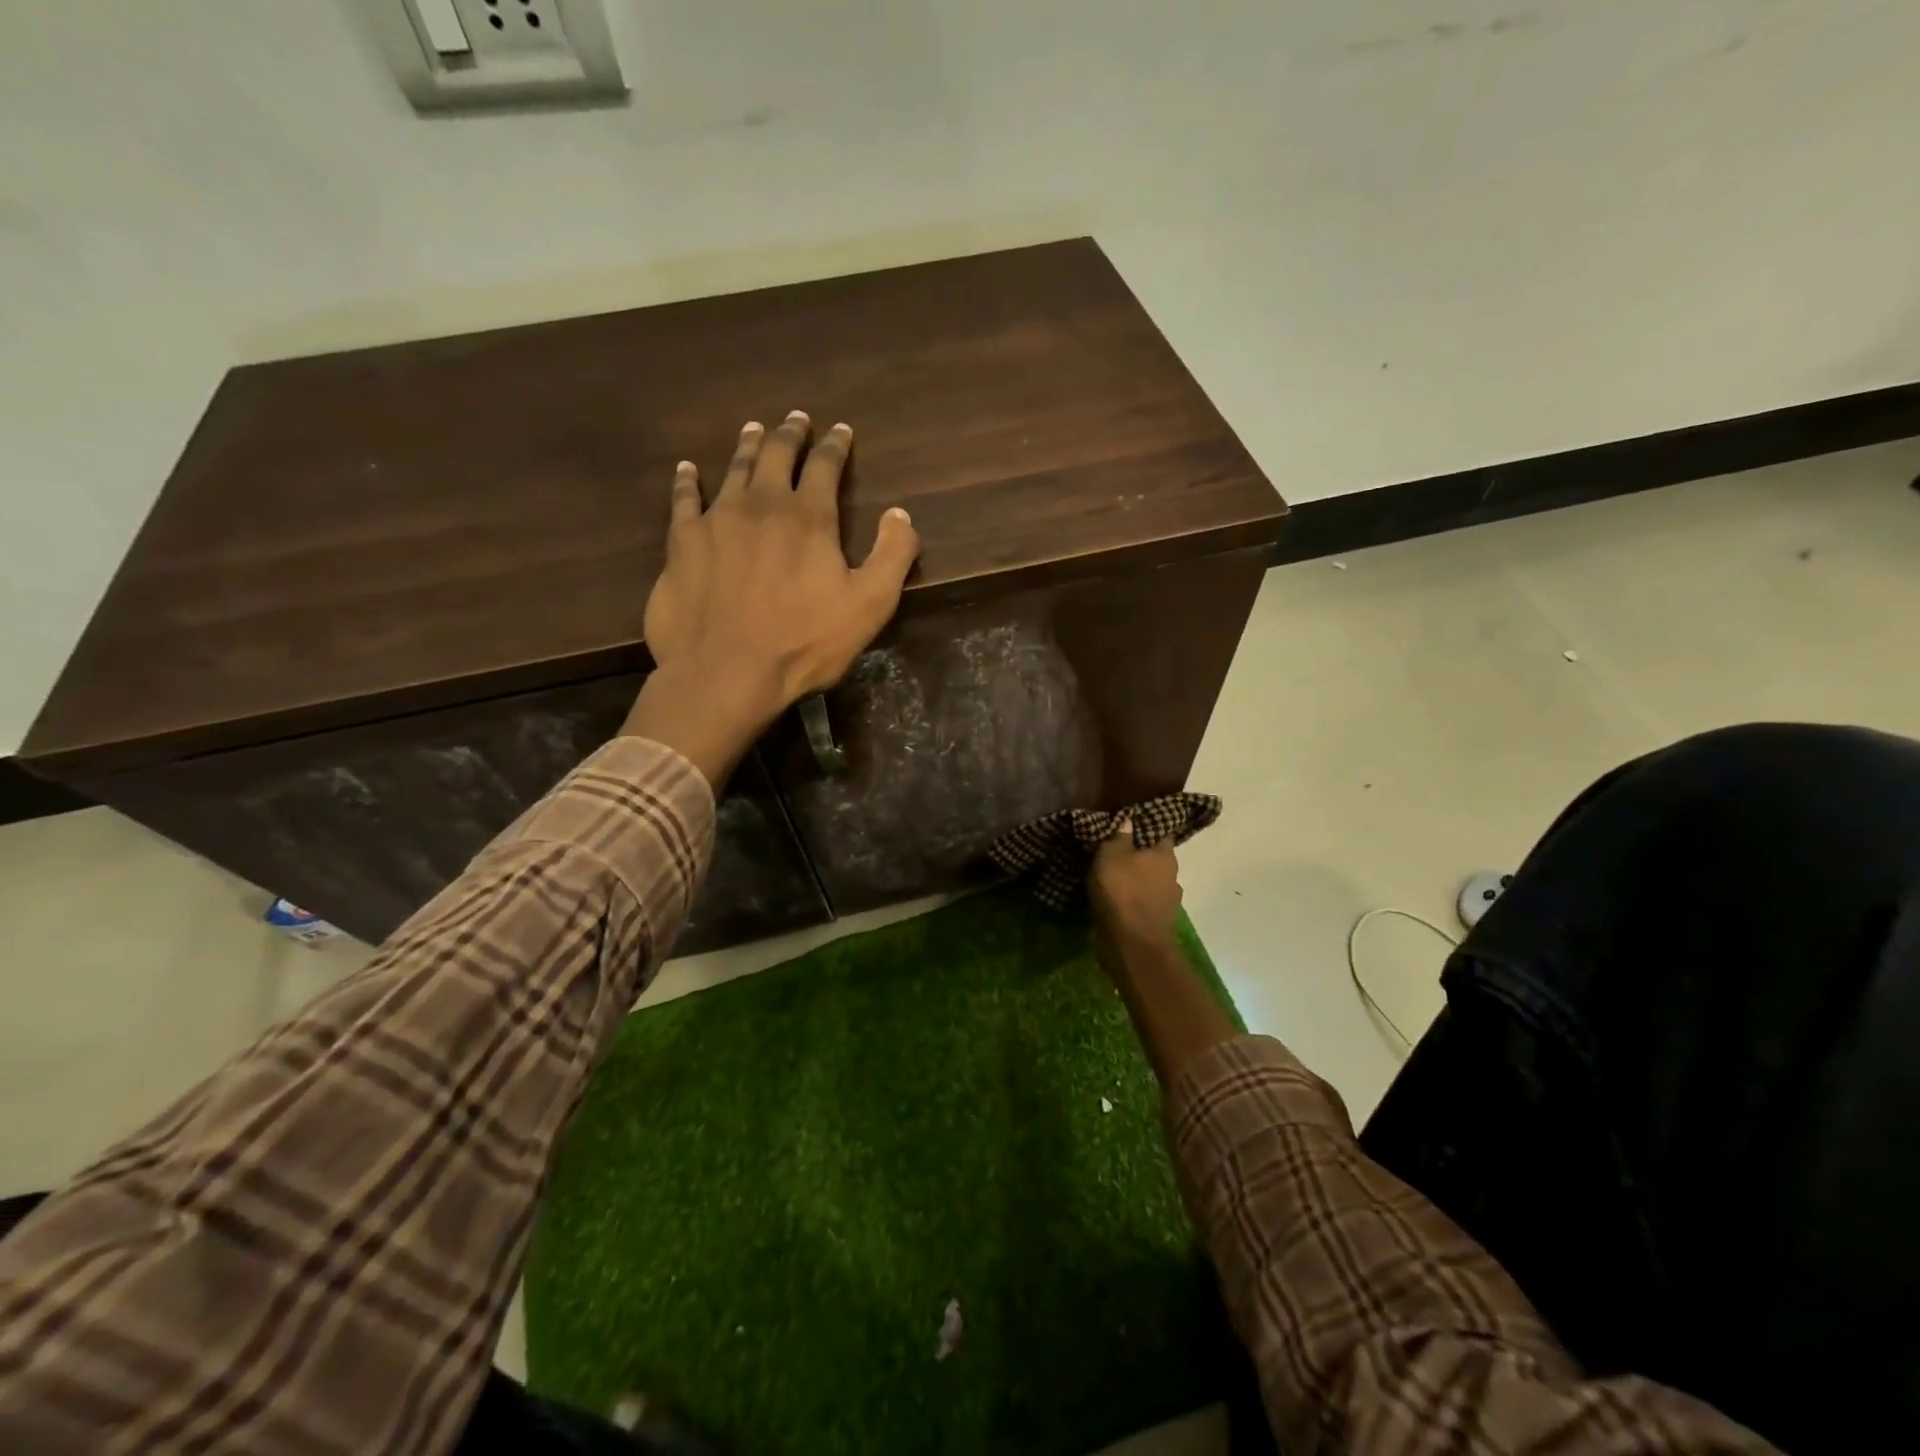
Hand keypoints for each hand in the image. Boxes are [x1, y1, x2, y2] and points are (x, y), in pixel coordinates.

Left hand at [622, 411, 920, 787]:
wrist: (726, 673)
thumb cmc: (804, 643)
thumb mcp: (870, 606)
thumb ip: (892, 556)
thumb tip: (900, 515)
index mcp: (809, 517)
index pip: (825, 465)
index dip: (835, 445)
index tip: (841, 430)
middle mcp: (761, 504)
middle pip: (776, 454)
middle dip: (790, 433)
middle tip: (796, 419)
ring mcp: (716, 519)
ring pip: (733, 468)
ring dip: (747, 445)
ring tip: (753, 430)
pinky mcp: (682, 542)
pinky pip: (684, 498)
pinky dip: (688, 480)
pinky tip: (688, 469)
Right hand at [1089, 818, 1183, 948]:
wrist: (1132, 946)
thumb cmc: (1122, 892)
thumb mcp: (1111, 855)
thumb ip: (1119, 837)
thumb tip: (1129, 820)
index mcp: (1165, 856)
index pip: (1160, 833)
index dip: (1146, 827)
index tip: (1130, 825)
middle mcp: (1173, 877)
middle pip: (1155, 860)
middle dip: (1138, 856)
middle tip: (1115, 852)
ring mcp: (1168, 903)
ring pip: (1150, 884)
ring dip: (1135, 882)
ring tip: (1112, 878)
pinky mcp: (1157, 924)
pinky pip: (1143, 904)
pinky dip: (1132, 902)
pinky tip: (1116, 901)